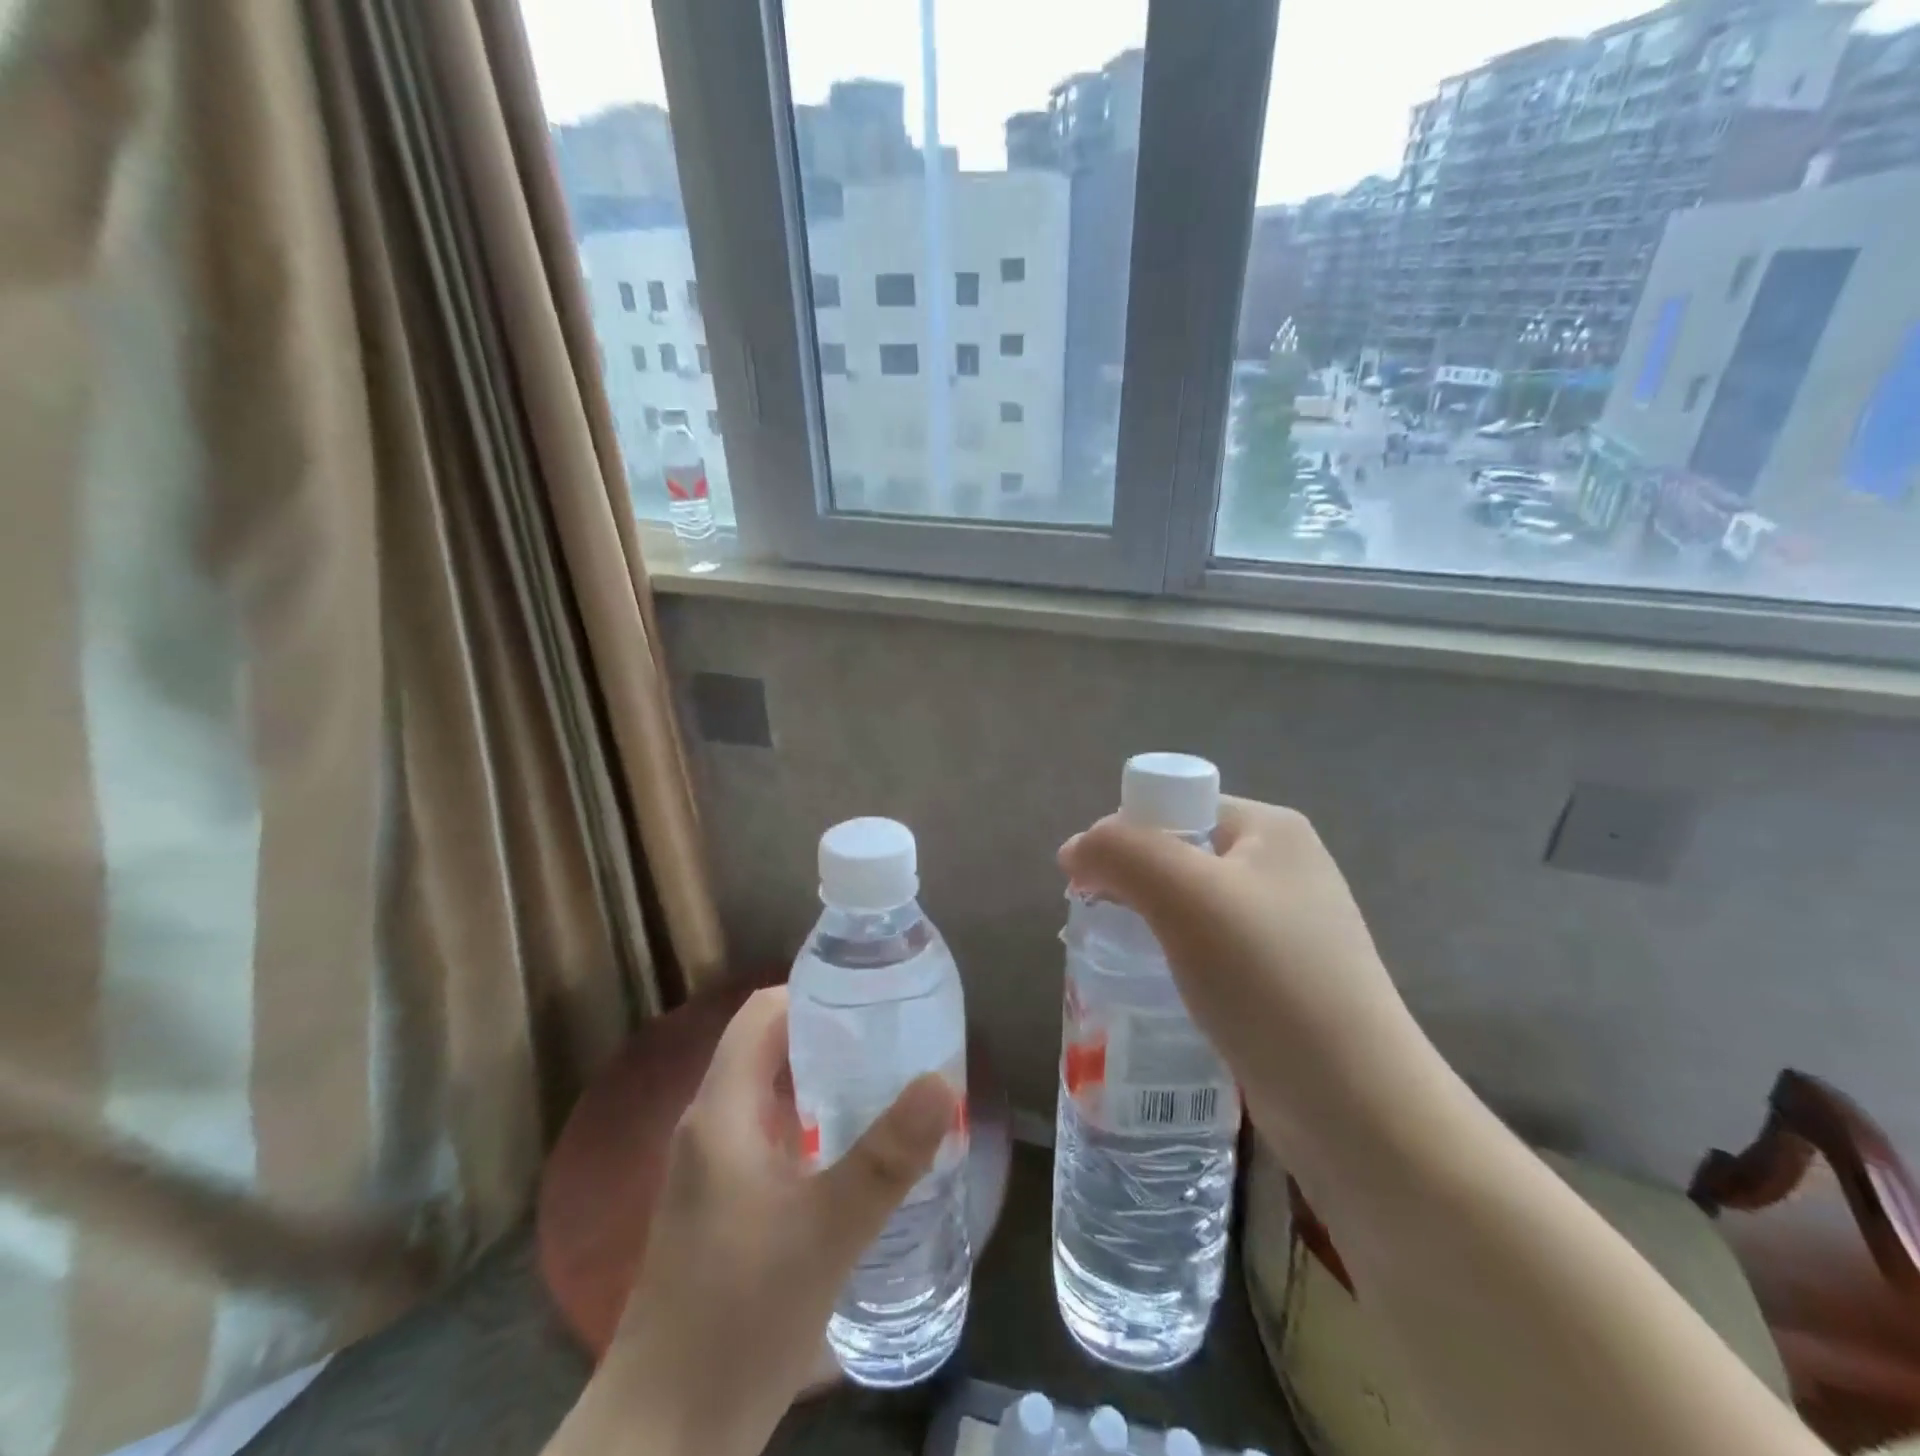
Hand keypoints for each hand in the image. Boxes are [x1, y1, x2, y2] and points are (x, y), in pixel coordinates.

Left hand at [563, 988, 953, 1455]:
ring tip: (890, 1085)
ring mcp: (713, 1171)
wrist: (665, 1437)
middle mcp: (711, 1127)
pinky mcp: (723, 1209)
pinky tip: (858, 1156)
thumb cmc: (739, 1318)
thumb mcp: (826, 1232)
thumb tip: (943, 1081)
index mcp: (722, 1111)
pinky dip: (814, 1128)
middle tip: (896, 1040)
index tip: (872, 996)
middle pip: (770, 1049)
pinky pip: (772, 1139)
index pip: (762, 1013)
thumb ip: (887, 1157)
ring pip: (773, 1097)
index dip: (813, 991)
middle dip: (832, 1036)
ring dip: (826, 1084)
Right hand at [1059, 798, 1420, 1153]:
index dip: (1125, 837)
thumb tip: (1075, 850)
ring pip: (1189, 909)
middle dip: (1132, 886)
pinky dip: (1175, 964)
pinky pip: (1208, 953)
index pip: (1175, 807)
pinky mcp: (1282, 981)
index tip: (1094, 885)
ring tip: (1122, 964)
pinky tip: (1158, 993)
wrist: (1357, 1107)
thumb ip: (1120, 852)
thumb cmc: (1268, 979)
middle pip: (1178, 856)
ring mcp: (1287, 928)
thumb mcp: (1184, 895)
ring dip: (1148, 928)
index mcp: (1270, 829)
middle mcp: (1283, 868)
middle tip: (1103, 929)